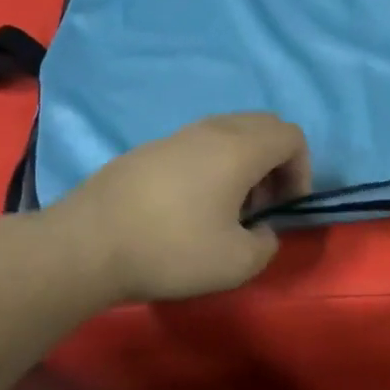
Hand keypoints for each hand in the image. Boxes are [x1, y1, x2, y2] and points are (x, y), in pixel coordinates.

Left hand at [57, 113, 310, 302]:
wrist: (87, 245)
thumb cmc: (172, 250)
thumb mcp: (238, 263)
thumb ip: (267, 243)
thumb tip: (260, 231)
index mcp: (240, 148)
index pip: (291, 136)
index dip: (302, 170)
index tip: (286, 207)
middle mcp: (211, 130)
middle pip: (263, 126)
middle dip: (276, 163)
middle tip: (262, 205)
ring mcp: (176, 136)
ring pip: (229, 133)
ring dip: (244, 164)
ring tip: (227, 208)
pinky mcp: (148, 150)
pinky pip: (198, 145)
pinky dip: (212, 165)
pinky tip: (190, 207)